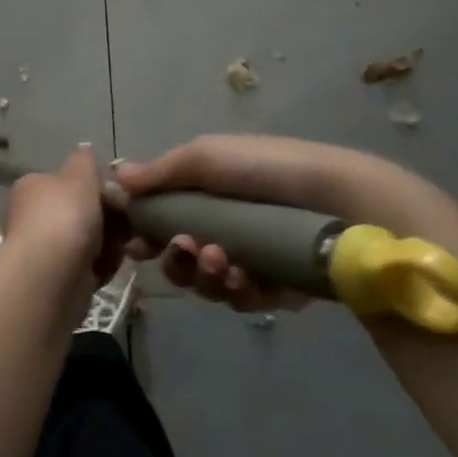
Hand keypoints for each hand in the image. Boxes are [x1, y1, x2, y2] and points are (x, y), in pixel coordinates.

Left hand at [0, 147, 126, 289]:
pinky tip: (107, 268)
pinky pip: (89, 268)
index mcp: (33, 188)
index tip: (118, 196)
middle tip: (125, 224)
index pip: (69, 183)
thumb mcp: (79, 176)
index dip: (97, 188)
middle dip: (108, 219)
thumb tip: (85, 151)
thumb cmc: (64, 217)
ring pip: (89, 241)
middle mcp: (34, 217)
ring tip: (117, 249)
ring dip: (109, 245)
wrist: (49, 278)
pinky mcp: (57, 280)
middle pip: (82, 213)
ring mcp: (44, 250)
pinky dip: (101, 268)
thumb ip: (85, 162)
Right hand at [115, 134, 457, 312]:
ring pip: (209, 282)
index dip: (146, 233)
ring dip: (207, 276)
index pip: (165, 217)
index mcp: (209, 191)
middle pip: (182, 257)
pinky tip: (248, 279)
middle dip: (178, 260)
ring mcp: (253, 256)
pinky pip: (244, 299)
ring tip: (224, 262)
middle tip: (190, 250)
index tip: (134, 245)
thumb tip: (116, 177)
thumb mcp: (207, 157)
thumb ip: (161, 172)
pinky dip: (240, 290)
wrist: (341, 203)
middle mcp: (227, 224)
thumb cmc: (268, 171)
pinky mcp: (280, 286)